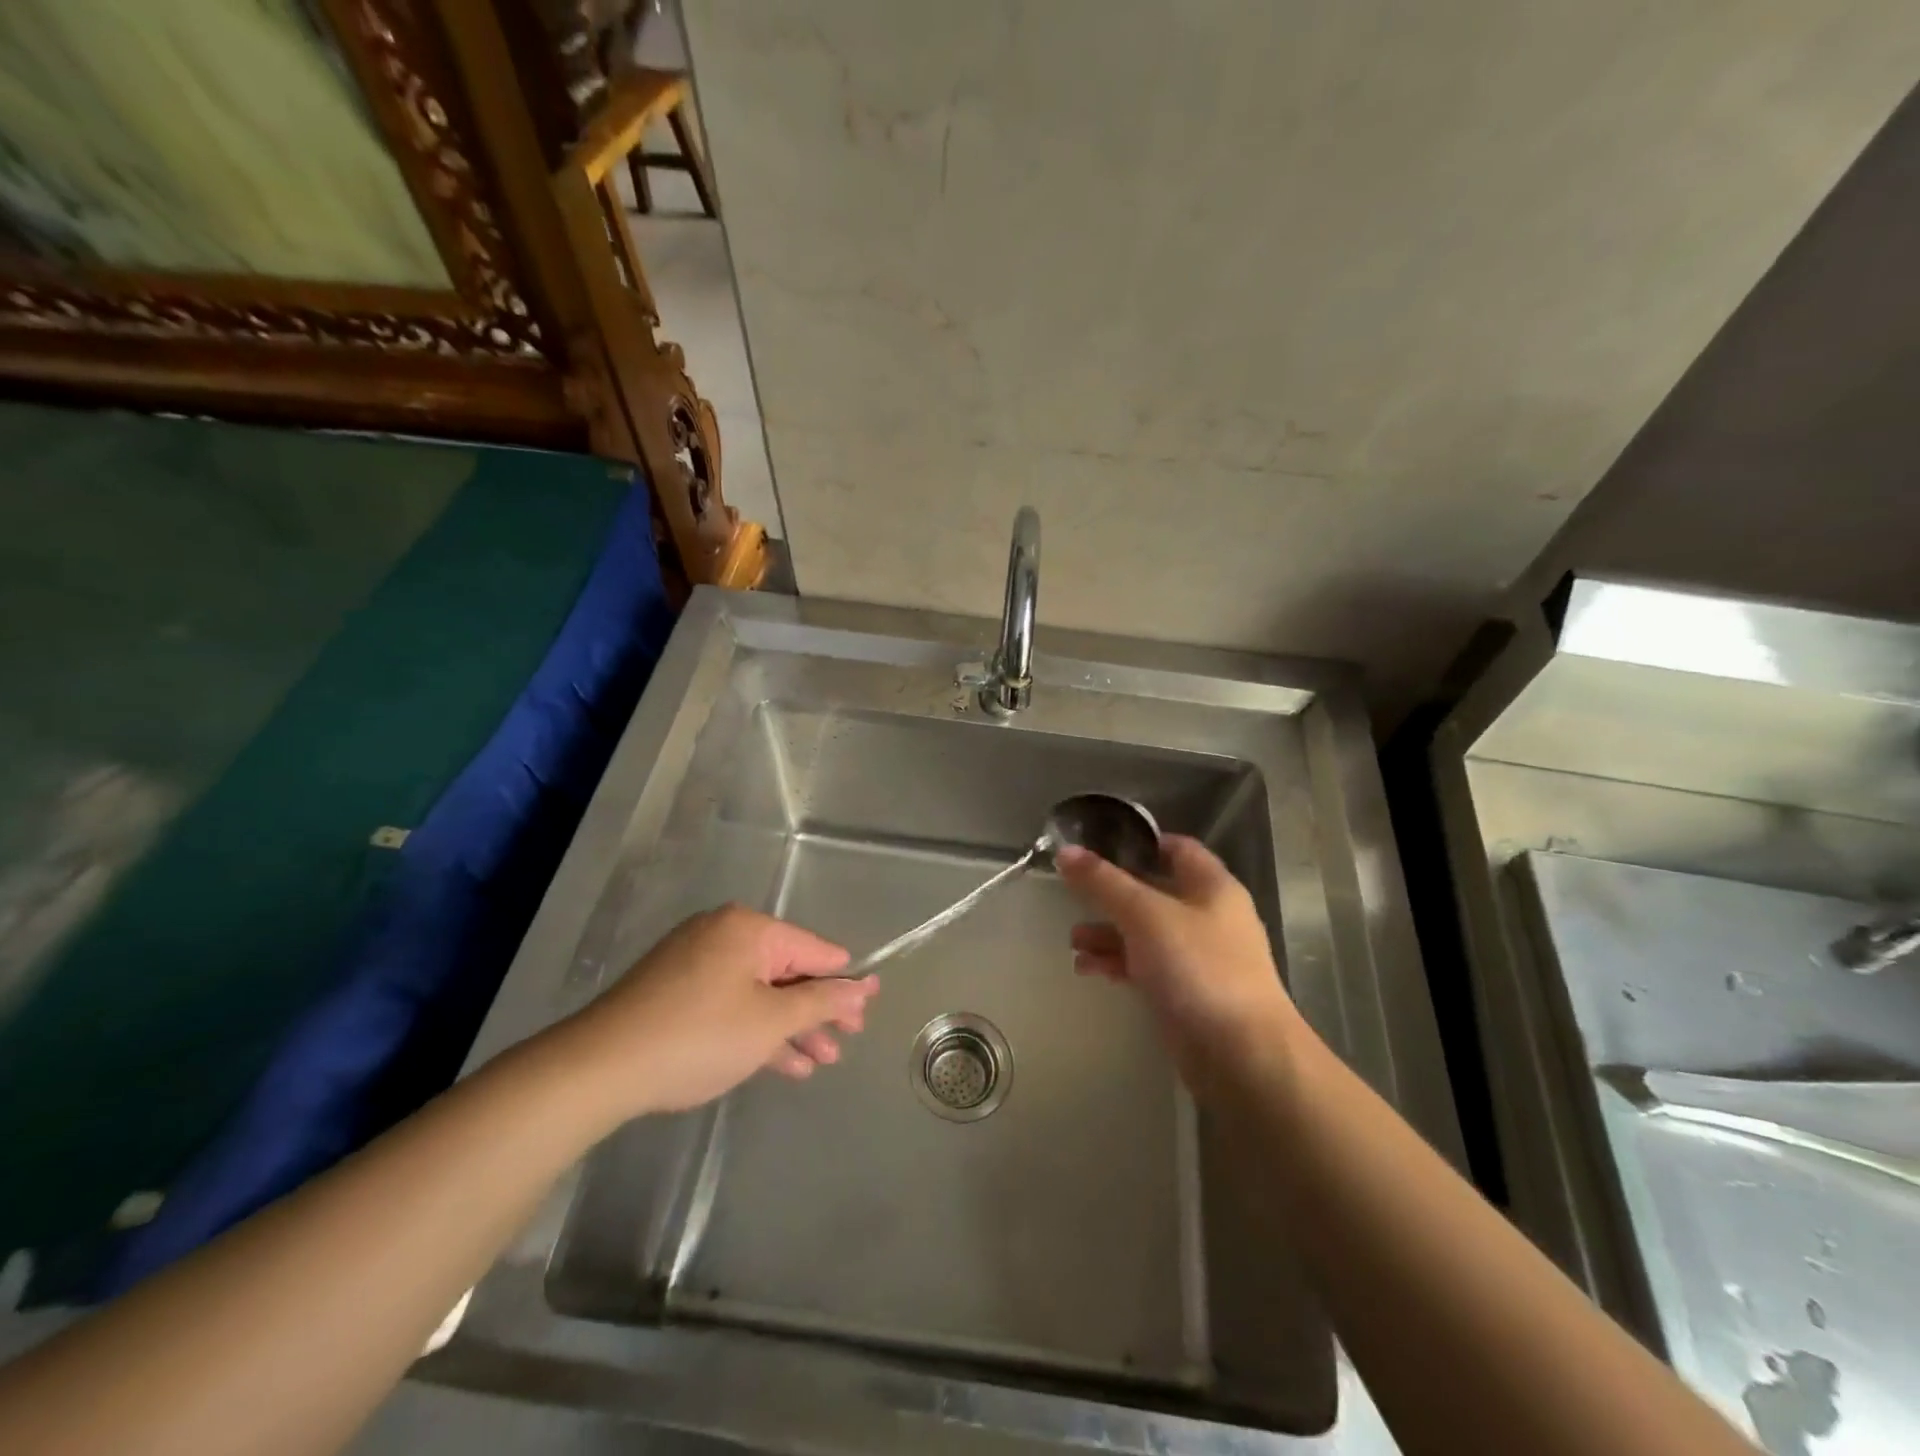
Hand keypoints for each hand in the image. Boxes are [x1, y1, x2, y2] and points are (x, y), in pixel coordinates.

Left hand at [562, 905, 879, 1117]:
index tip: (868, 1010)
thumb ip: (822, 1001)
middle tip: (846, 1041)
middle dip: (817, 1010)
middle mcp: (724, 934)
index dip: (845, 982)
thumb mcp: (771, 1021)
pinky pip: (731, 1003)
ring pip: (759, 991)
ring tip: (821, 1061)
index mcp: (749, 928)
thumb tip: (864, 985)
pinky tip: (783, 1063)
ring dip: (790, 1026)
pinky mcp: (676, 991)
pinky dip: (756, 1029)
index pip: (814, 950)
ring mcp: (696, 962)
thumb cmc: (699, 1036)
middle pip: (787, 970)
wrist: (601, 1068)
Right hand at [1057, 835, 1300, 1093]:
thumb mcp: (1145, 914)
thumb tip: (1066, 851)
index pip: (1176, 847)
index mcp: (1212, 886)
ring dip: (1108, 932)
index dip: (1139, 842)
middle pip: (1154, 891)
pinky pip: (1144, 966)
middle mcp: (1208, 916)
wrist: (1241, 1054)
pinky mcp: (1185, 992)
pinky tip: (1087, 968)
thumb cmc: (1198, 967)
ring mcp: (1198, 957)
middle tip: (1073, 895)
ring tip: (1073, 941)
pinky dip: (1116, 963)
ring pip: (1145, 932)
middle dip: (1111, 894)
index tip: (1097, 844)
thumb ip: (1103, 882)